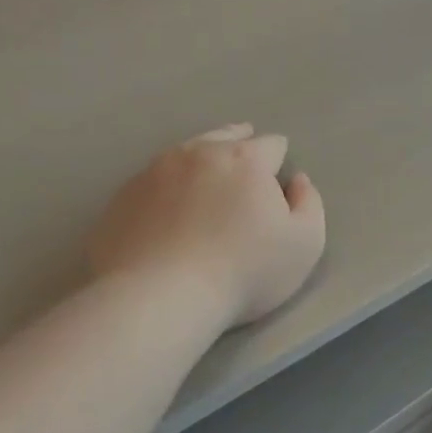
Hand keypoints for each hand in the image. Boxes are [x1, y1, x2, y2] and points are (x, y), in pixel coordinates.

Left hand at [88, 124, 326, 330]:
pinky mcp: (121, 198)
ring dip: (198, 162)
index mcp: (244, 159)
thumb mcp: (304, 245)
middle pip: (223, 136)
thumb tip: (297, 181)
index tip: (278, 175)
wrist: (160, 296)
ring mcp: (153, 173)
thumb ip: (310, 205)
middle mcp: (196, 154)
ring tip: (203, 180)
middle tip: (243, 161)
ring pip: (183, 154)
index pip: (270, 145)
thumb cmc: (244, 271)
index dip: (278, 158)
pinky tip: (166, 211)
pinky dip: (164, 190)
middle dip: (237, 143)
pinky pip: (151, 183)